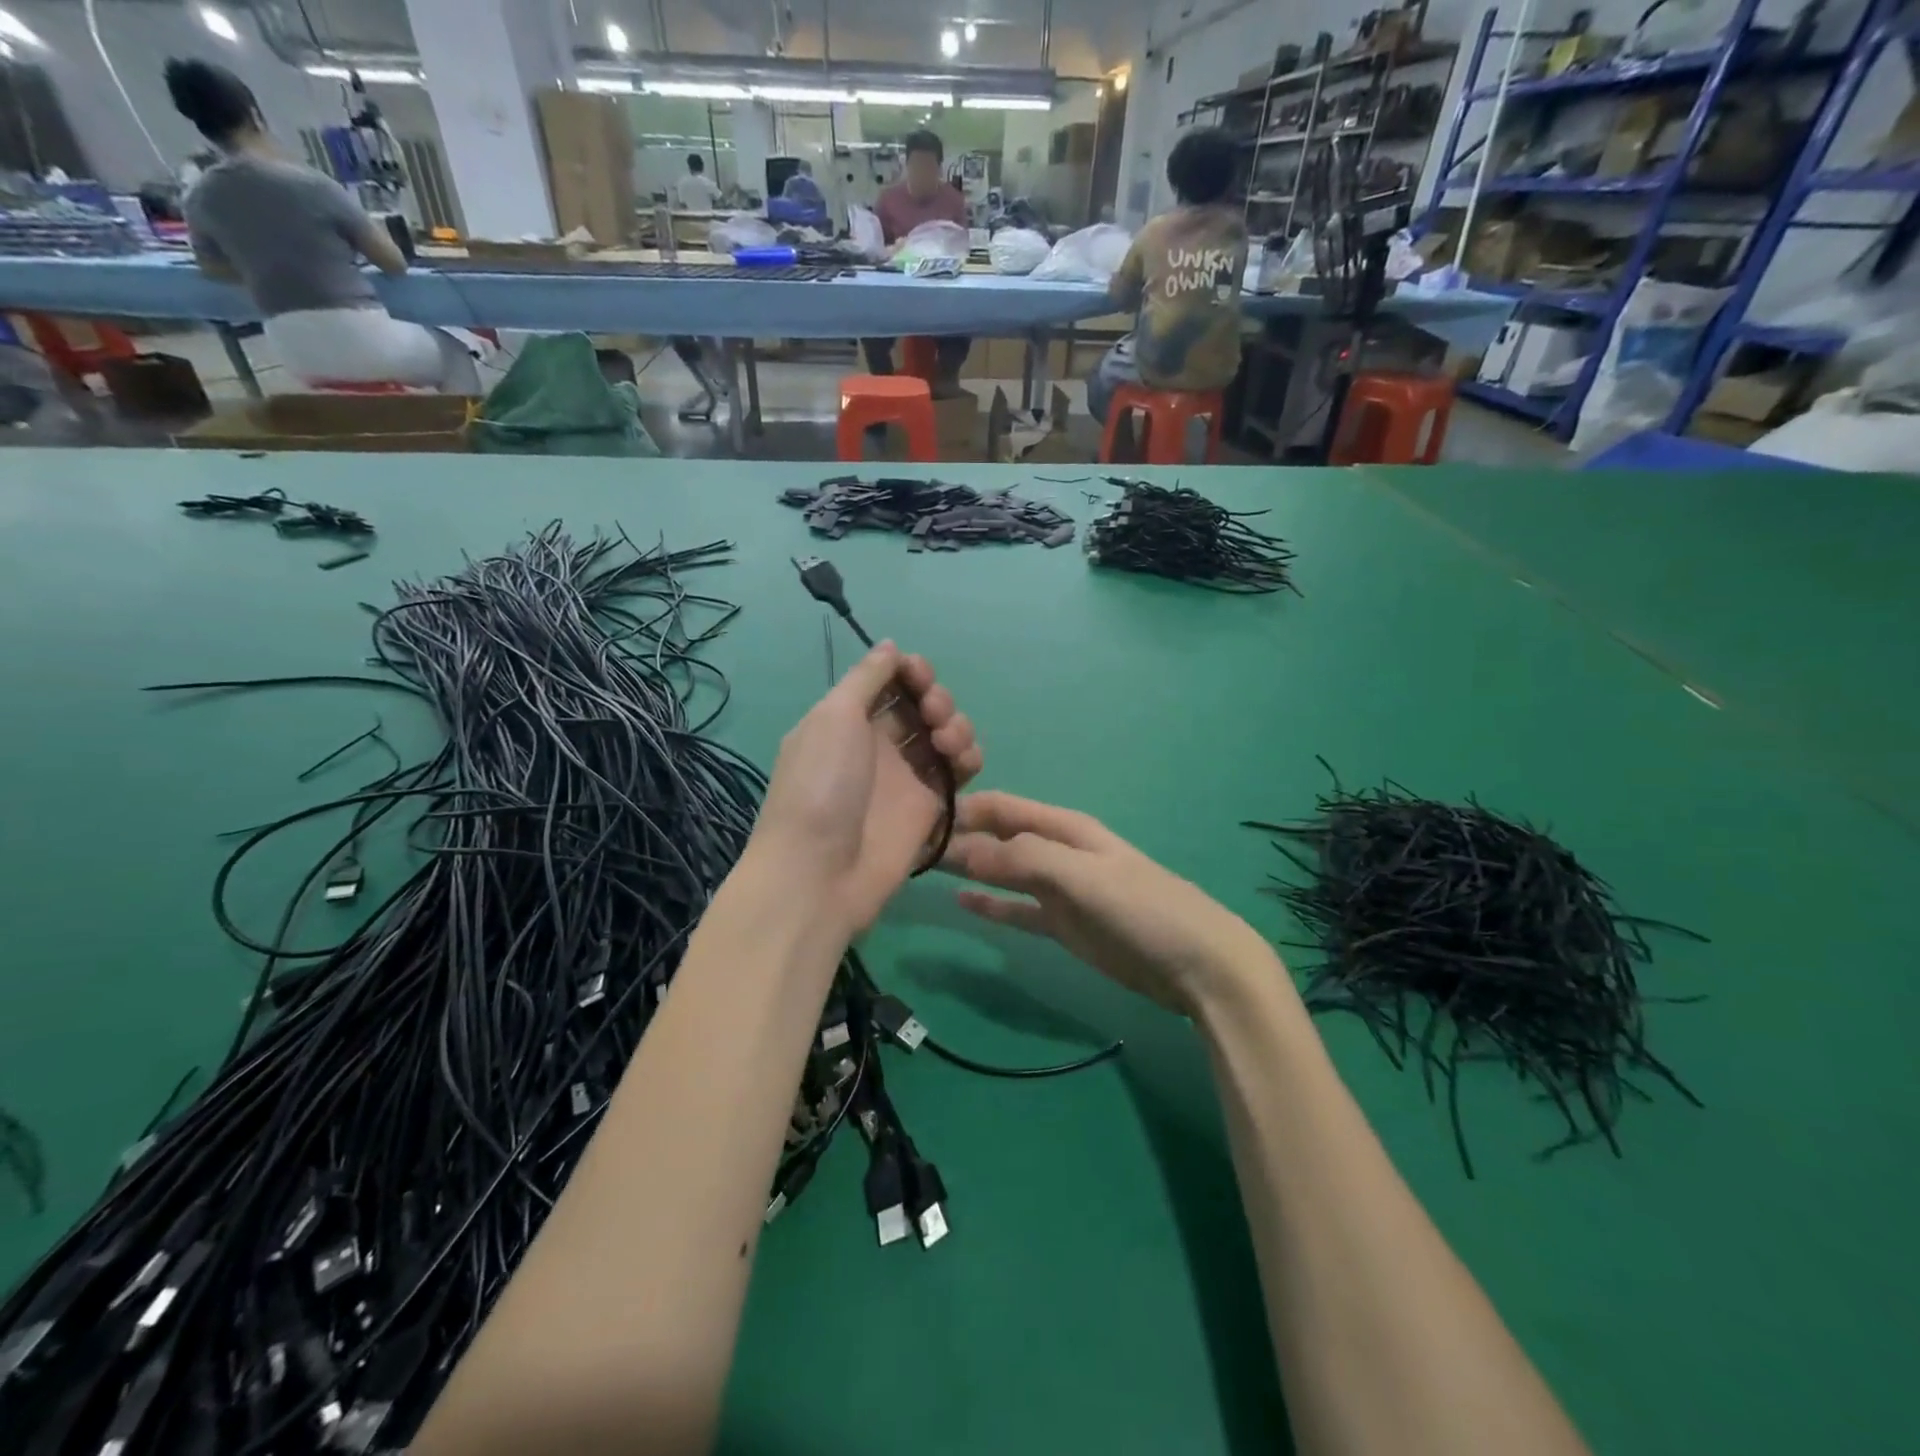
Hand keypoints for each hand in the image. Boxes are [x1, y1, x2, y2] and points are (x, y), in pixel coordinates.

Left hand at [751, 642, 982, 932]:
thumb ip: (866, 678)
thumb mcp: (833, 718)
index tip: (919, 673)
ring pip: (944, 734)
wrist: (821, 872)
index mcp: (847, 720)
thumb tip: (889, 646)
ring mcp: (906, 776)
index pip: (888, 682)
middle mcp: (878, 744)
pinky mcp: (930, 806)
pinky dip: (968, 758)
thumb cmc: (821, 785)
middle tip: (932, 712)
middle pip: (921, 705)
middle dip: (935, 698)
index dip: (909, 672)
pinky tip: (963, 763)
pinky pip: (958, 771)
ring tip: (947, 742)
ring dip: (956, 725)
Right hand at [941, 792, 1274, 1015]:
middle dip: (959, 839)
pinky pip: (1017, 910)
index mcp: (1064, 828)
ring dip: (969, 870)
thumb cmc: (1143, 908)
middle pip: (998, 839)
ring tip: (924, 870)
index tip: (917, 817)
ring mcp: (1059, 890)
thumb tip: (962, 851)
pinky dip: (991, 905)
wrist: (1197, 964)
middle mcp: (1057, 852)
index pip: (1002, 808)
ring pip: (1003, 873)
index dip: (963, 810)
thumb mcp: (1083, 876)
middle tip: (908, 847)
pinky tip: (963, 902)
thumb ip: (1024, 860)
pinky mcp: (1063, 925)